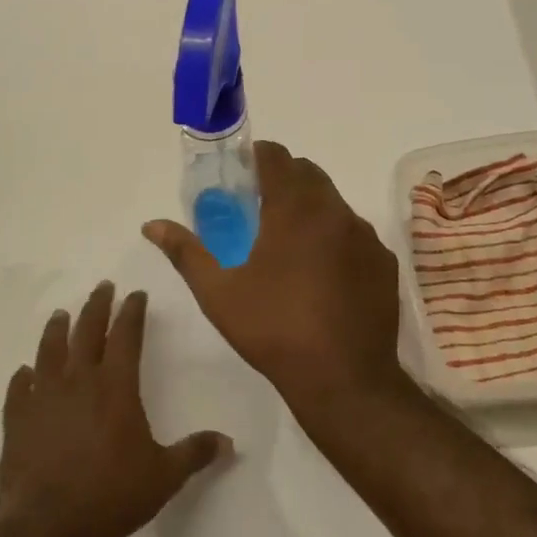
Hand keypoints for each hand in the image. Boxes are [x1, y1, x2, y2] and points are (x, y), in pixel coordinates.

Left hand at [0, 281, 230, 536]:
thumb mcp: (164, 476)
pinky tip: (23, 373)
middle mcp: (78, 382)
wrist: (48, 529)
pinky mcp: (17, 421)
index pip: (126, 335)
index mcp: (116, 386)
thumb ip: (195, 453)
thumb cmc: (112, 496)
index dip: (132, 311)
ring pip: (49, 351)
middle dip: (97, 306)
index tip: (136, 294)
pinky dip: (22, 377)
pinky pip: (18, 389)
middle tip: (102, 287)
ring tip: (60, 315)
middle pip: (87, 331)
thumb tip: (229, 443)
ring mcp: (43, 399)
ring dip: (57, 330)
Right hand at [143, 141, 403, 416]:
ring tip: (287, 242)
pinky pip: (355, 233)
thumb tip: (152, 225)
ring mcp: (365, 236)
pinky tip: (321, 272)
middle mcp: (335, 212)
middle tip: (257, 207)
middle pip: (308, 173)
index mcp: (294, 209)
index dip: (256, 157)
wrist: (344, 378)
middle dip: (282, 178)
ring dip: (310, 207)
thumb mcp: (218, 293)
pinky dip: (335, 236)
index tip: (240, 174)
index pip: (277, 157)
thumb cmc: (274, 330)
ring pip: (334, 202)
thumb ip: (185, 251)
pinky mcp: (384, 262)